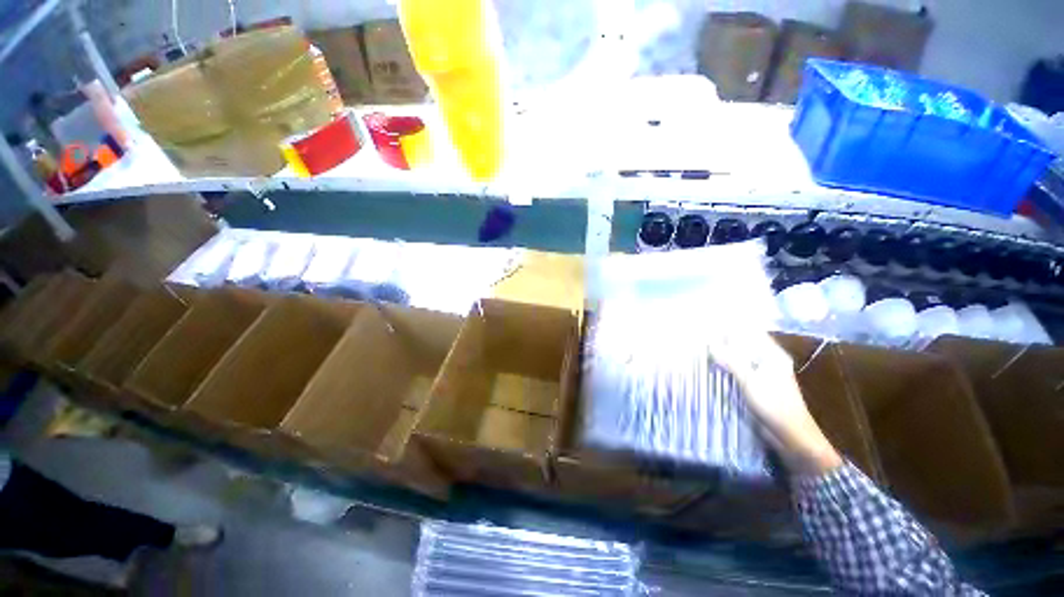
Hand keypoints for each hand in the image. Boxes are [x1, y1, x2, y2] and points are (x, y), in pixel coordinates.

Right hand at [710, 332, 842, 476]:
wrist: (791, 437)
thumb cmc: (775, 406)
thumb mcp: (751, 382)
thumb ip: (731, 361)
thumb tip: (710, 343)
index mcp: (772, 354)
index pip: (750, 331)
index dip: (731, 325)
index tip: (709, 321)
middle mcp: (767, 359)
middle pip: (742, 343)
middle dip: (723, 338)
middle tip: (699, 333)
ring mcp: (761, 372)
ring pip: (738, 356)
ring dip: (722, 352)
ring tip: (700, 346)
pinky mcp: (754, 384)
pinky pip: (736, 368)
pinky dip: (724, 365)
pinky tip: (710, 364)